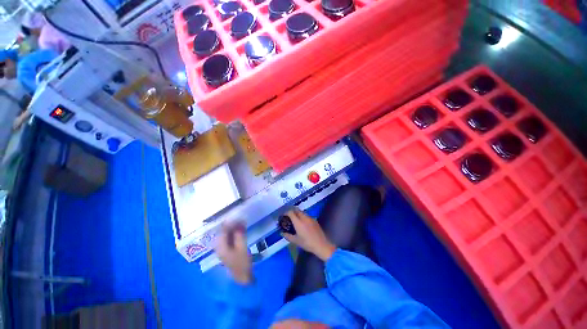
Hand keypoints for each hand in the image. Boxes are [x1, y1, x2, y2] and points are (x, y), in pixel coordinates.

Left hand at [215, 222, 252, 283]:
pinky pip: (227, 239)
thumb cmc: (242, 263)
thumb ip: (240, 234)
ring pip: (225, 236)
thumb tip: (240, 222)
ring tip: (241, 224)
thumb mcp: (242, 247)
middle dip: (231, 225)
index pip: (223, 231)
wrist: (242, 278)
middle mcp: (218, 247)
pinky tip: (239, 232)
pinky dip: (233, 234)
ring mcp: (222, 250)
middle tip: (241, 220)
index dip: (230, 223)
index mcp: (221, 246)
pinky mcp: (226, 251)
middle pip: (222, 233)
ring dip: (232, 229)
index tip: (238, 216)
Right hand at [282, 209, 335, 260]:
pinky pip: (307, 215)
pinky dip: (303, 216)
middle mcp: (304, 218)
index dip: (286, 212)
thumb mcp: (296, 241)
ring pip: (302, 212)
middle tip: (289, 216)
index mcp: (298, 222)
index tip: (284, 215)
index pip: (291, 212)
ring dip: (297, 213)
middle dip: (292, 211)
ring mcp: (310, 218)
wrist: (321, 244)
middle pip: (297, 210)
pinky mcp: (314, 220)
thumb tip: (282, 233)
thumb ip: (288, 236)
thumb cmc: (307, 243)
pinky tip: (303, 222)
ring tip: (295, 219)